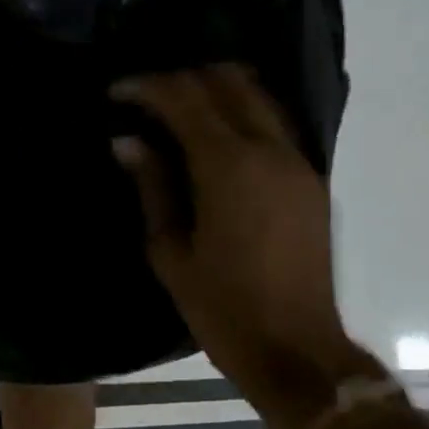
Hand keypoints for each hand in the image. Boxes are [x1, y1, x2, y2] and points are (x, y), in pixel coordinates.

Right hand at [111, 66, 348, 380]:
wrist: (297, 350)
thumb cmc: (223, 308)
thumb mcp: (171, 251)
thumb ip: (152, 186)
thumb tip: (128, 141)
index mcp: (228, 166)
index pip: (184, 98)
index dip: (145, 86)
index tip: (116, 92)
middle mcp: (269, 149)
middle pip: (226, 81)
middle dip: (181, 78)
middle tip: (146, 98)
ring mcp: (297, 161)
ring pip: (257, 95)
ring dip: (216, 89)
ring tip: (179, 109)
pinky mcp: (312, 178)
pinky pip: (275, 122)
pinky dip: (242, 111)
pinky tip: (216, 136)